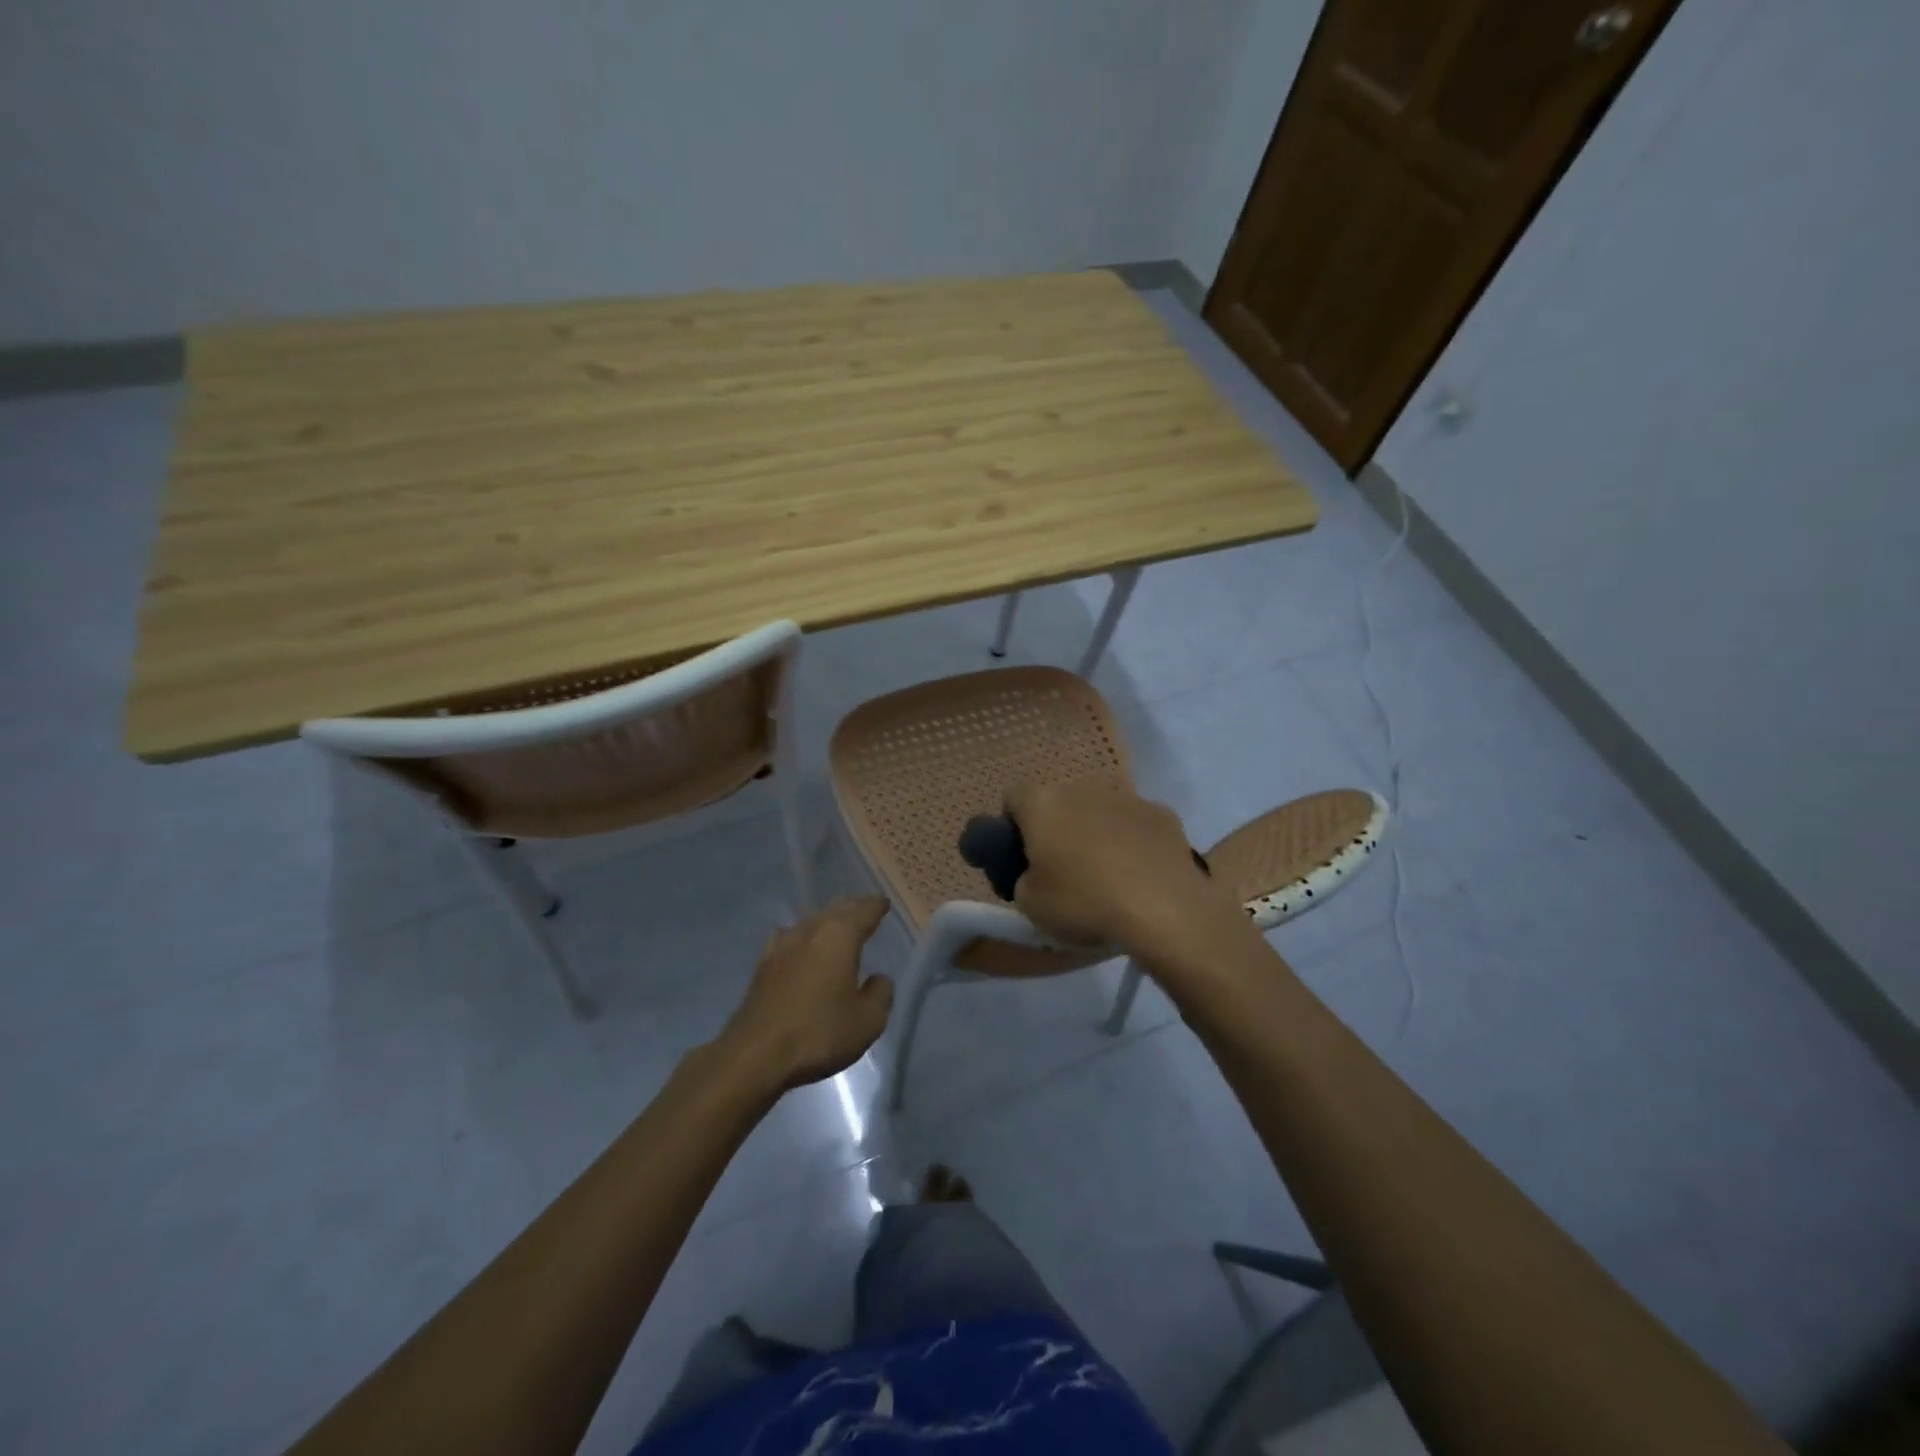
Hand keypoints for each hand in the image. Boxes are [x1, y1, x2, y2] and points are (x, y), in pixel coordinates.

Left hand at [716, 896, 894, 1091]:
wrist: (755, 1055)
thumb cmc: (818, 1033)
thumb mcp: (868, 1021)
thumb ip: (880, 994)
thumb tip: (877, 979)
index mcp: (840, 936)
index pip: (864, 910)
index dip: (877, 906)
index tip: (885, 903)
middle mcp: (810, 931)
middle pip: (836, 910)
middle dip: (853, 909)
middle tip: (866, 911)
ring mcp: (782, 946)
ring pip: (812, 922)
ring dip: (828, 922)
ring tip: (838, 928)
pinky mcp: (763, 965)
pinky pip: (790, 939)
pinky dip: (804, 939)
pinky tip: (801, 947)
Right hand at [1006, 780, 1238, 958]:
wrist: (1164, 911)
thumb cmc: (1084, 903)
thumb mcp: (1030, 904)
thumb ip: (1022, 879)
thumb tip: (1034, 873)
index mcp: (1043, 804)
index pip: (1014, 798)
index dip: (1011, 826)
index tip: (1019, 856)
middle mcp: (1083, 788)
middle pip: (1060, 802)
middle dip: (1057, 828)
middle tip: (1062, 870)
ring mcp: (1127, 797)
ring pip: (1100, 810)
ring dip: (1096, 833)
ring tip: (1107, 876)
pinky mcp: (1163, 814)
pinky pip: (1136, 824)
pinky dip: (1133, 842)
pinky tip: (1141, 875)